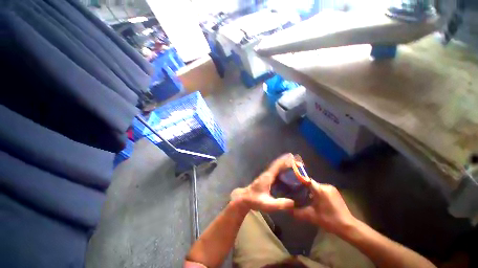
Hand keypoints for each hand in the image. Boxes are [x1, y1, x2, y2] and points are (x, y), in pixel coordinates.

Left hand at [231, 153, 295, 211]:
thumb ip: (279, 204)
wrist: (245, 199)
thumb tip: (293, 202)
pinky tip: (285, 170)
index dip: (283, 161)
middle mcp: (267, 174)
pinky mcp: (266, 178)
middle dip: (285, 160)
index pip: (276, 166)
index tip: (291, 156)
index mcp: (268, 177)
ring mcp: (266, 176)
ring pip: (275, 167)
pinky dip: (280, 168)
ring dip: (282, 163)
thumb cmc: (255, 200)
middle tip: (294, 157)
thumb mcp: (267, 204)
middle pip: (277, 164)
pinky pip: (274, 171)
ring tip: (292, 162)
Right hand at [291, 181, 356, 235]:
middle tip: (296, 191)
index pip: (306, 180)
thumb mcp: (311, 216)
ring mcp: (331, 188)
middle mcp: (326, 185)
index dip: (298, 179)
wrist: (348, 227)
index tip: (291, 180)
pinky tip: (314, 199)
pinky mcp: (334, 191)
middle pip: (310, 183)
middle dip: (303, 187)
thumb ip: (297, 212)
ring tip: (303, 196)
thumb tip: (286, 209)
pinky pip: (321, 188)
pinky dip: (316, 192)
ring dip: (310, 190)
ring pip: (315, 186)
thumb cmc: (329, 220)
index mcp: (320, 189)